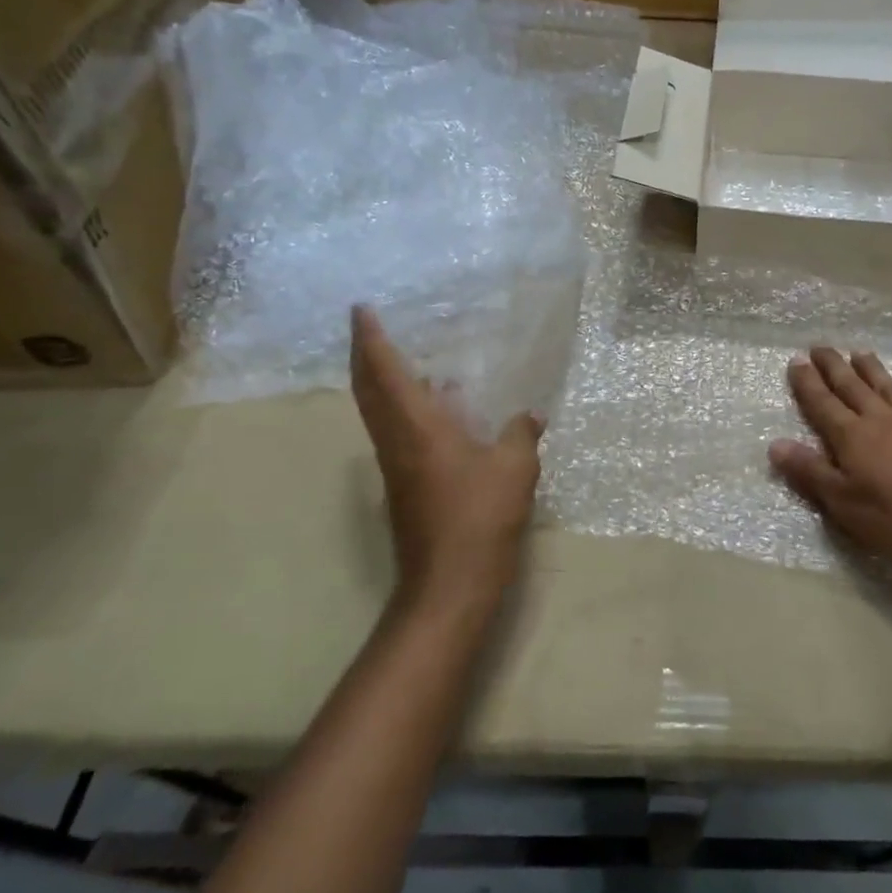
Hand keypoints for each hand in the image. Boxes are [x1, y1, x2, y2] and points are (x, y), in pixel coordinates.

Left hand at [350, 307, 543, 617]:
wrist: (449, 583)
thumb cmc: (480, 517)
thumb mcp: (515, 468)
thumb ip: (521, 434)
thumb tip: (530, 415)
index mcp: (417, 426)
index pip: (385, 371)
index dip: (371, 338)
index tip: (361, 309)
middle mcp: (396, 440)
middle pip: (367, 389)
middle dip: (364, 354)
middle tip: (367, 326)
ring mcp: (395, 465)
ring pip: (377, 412)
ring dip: (380, 381)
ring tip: (404, 361)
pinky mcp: (404, 485)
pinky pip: (395, 431)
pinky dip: (403, 408)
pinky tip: (438, 410)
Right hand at [769, 346, 891, 568]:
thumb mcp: (844, 503)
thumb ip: (810, 472)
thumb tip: (774, 443)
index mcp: (852, 437)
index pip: (822, 404)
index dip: (807, 383)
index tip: (796, 360)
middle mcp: (880, 419)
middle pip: (852, 387)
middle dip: (833, 366)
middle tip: (820, 346)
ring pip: (887, 387)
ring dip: (872, 369)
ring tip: (859, 352)